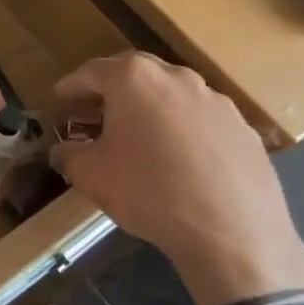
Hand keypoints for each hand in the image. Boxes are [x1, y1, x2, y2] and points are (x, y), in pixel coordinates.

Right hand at [49, 52, 303, 304]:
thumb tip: (64, 150)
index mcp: (134, 79)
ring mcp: (216, 101)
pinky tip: (179, 160)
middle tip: (96, 111)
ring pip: (172, 94)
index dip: (71, 86)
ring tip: (139, 136)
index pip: (92, 71)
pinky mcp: (243, 128)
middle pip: (135, 73)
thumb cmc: (148, 191)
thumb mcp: (90, 175)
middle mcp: (177, 78)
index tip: (60, 98)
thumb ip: (69, 154)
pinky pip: (201, 120)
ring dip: (150, 108)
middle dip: (112, 89)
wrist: (232, 232)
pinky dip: (183, 130)